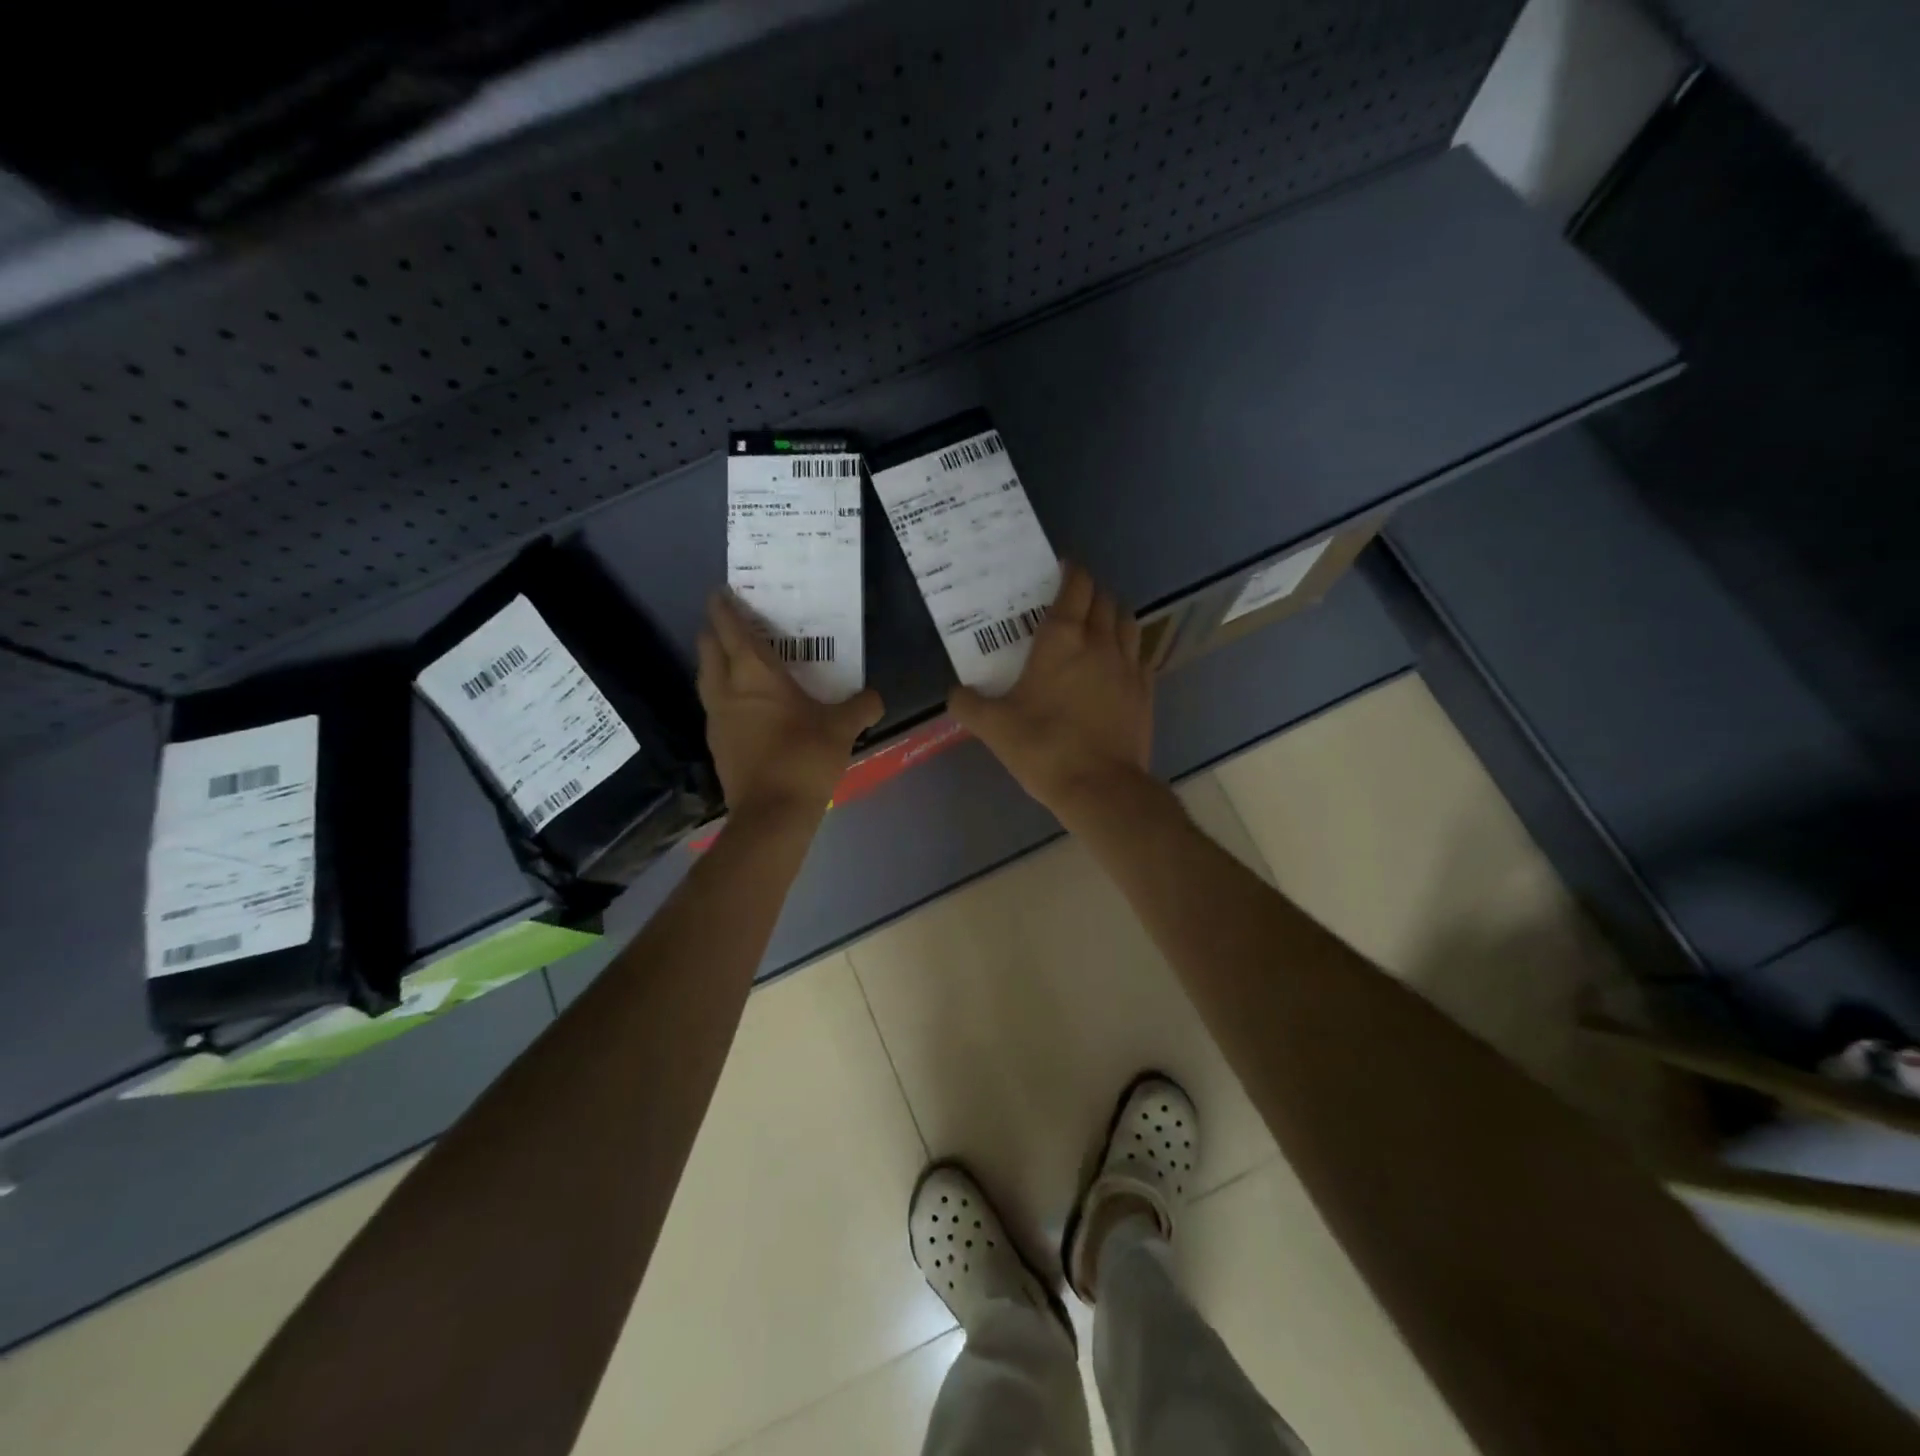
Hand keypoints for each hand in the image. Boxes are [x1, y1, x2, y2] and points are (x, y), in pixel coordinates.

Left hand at [697, 593, 882, 816]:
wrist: (771, 813)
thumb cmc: (805, 758)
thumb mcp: (842, 729)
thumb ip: (860, 707)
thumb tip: (875, 697)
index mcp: (755, 675)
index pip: (731, 629)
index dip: (723, 608)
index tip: (721, 593)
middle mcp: (727, 689)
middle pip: (707, 648)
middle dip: (714, 631)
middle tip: (732, 625)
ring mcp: (716, 718)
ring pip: (705, 677)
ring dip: (715, 662)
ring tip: (734, 660)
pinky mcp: (716, 743)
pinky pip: (714, 705)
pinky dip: (723, 694)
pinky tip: (743, 705)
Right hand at [948, 562, 1152, 822]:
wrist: (1100, 787)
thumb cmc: (1044, 748)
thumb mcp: (993, 727)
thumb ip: (967, 704)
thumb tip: (955, 693)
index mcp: (1062, 640)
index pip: (1075, 586)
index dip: (1070, 571)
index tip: (1061, 568)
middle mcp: (1100, 642)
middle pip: (1105, 598)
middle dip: (1090, 591)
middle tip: (1072, 600)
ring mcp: (1128, 666)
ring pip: (1128, 621)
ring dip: (1112, 614)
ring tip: (1098, 624)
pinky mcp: (1145, 691)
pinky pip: (1141, 654)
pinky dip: (1128, 649)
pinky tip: (1117, 663)